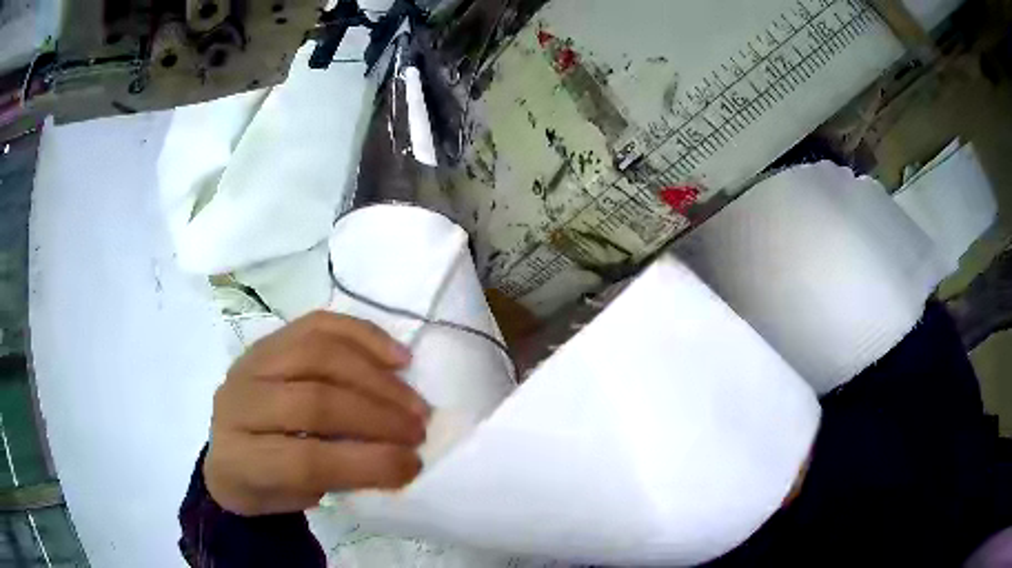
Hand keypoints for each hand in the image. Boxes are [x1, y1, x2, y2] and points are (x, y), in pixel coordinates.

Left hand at [204, 311, 428, 515]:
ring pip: (319, 355)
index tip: (413, 465)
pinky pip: (318, 325)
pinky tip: (396, 357)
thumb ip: (341, 477)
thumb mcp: (299, 498)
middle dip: (377, 417)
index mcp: (241, 458)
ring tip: (413, 401)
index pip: (307, 460)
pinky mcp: (268, 339)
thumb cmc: (266, 485)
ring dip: (377, 379)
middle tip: (418, 430)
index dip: (367, 463)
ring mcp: (251, 363)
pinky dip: (363, 337)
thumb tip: (401, 456)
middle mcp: (239, 403)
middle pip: (314, 401)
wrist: (229, 453)